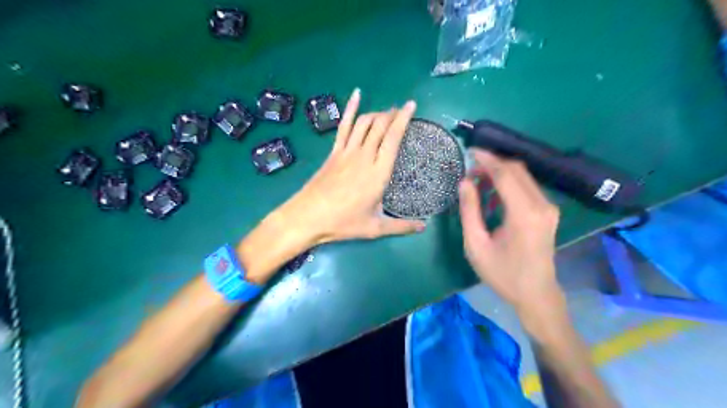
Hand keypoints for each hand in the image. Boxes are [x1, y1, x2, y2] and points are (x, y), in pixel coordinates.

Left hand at [275, 89, 427, 244]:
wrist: (309, 216)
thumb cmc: (343, 222)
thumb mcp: (375, 227)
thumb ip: (401, 226)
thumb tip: (423, 227)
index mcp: (379, 172)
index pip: (394, 138)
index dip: (403, 119)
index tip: (411, 106)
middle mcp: (364, 156)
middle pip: (380, 126)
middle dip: (392, 114)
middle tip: (401, 110)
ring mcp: (347, 151)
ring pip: (364, 123)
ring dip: (377, 113)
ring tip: (386, 111)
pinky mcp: (334, 152)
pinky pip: (343, 126)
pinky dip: (351, 108)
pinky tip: (356, 95)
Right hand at [455, 149, 564, 314]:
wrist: (536, 294)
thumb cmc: (502, 274)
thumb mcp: (476, 245)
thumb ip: (469, 211)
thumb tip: (465, 182)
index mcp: (524, 214)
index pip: (505, 174)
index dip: (487, 160)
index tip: (470, 152)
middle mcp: (542, 205)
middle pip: (517, 170)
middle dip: (493, 163)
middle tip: (470, 168)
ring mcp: (549, 208)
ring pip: (524, 176)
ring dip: (501, 172)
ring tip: (478, 180)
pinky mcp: (549, 212)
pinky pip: (528, 187)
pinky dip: (509, 183)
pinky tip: (493, 192)